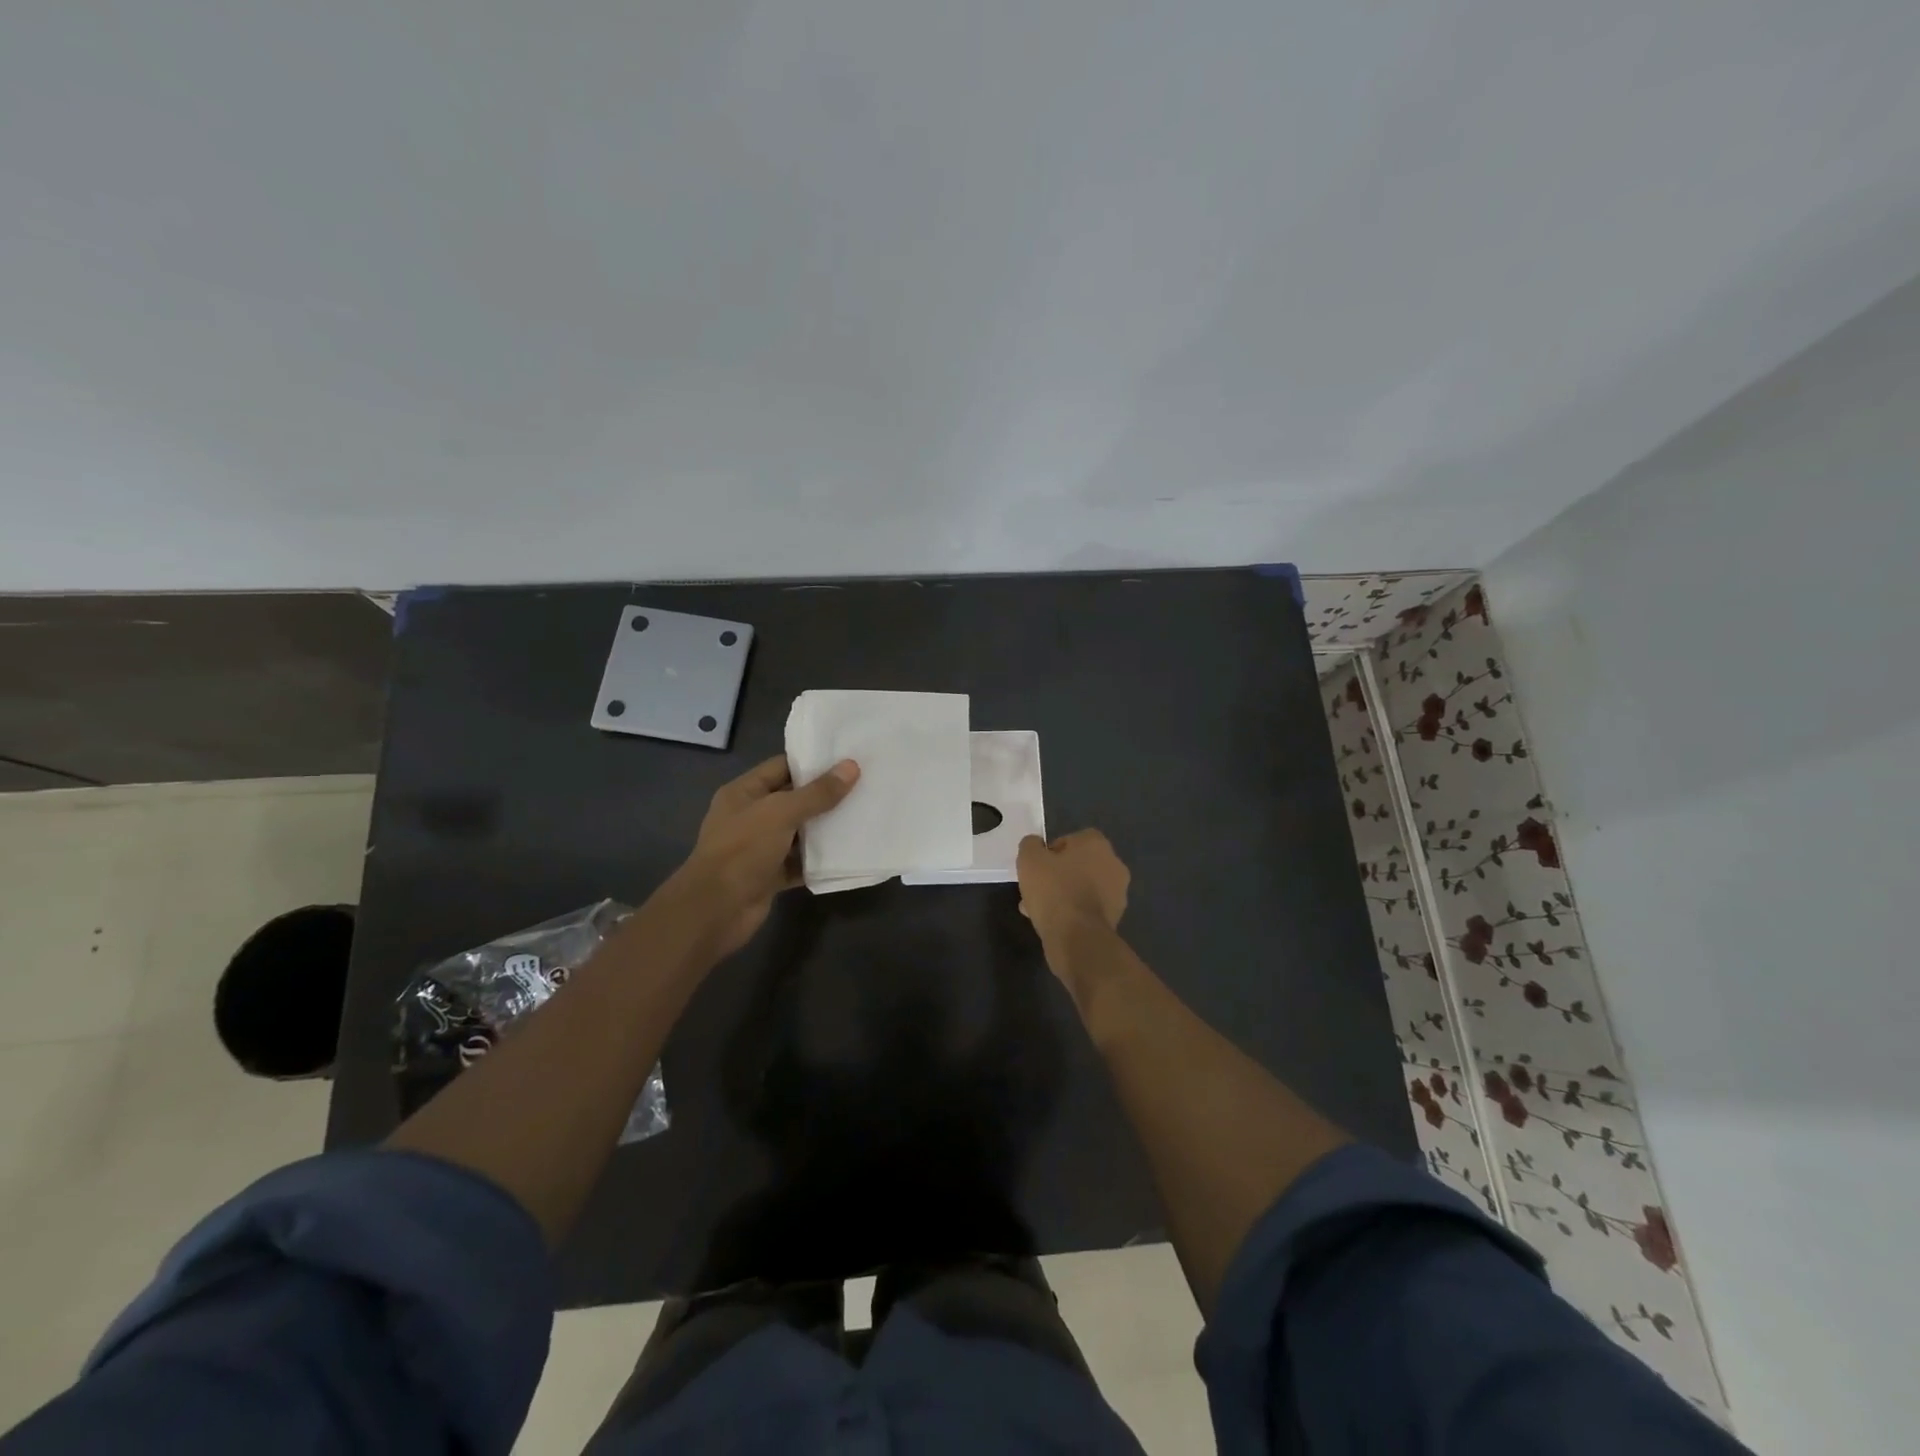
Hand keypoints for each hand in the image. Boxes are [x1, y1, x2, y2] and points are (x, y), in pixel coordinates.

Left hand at [667, 754, 859, 958]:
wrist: (715, 910)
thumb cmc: (742, 850)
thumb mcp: (781, 813)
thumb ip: (817, 793)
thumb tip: (852, 767)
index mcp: (744, 793)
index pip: (782, 767)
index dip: (812, 762)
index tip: (847, 758)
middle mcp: (750, 816)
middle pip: (793, 799)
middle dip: (825, 795)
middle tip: (864, 785)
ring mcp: (760, 848)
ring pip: (799, 832)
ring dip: (825, 828)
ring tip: (862, 814)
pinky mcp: (770, 875)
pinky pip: (800, 862)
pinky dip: (819, 860)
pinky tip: (848, 852)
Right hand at [1016, 830, 1129, 947]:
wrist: (1078, 938)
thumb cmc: (1054, 891)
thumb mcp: (1029, 859)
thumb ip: (1031, 845)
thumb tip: (1036, 845)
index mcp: (1097, 844)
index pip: (1071, 840)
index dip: (1051, 852)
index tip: (1038, 867)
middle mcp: (1113, 864)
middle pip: (1078, 865)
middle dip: (1057, 875)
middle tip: (1037, 889)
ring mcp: (1118, 892)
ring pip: (1082, 888)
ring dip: (1064, 895)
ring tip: (1039, 910)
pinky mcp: (1115, 917)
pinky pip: (1088, 908)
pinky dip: (1073, 912)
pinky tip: (1053, 923)